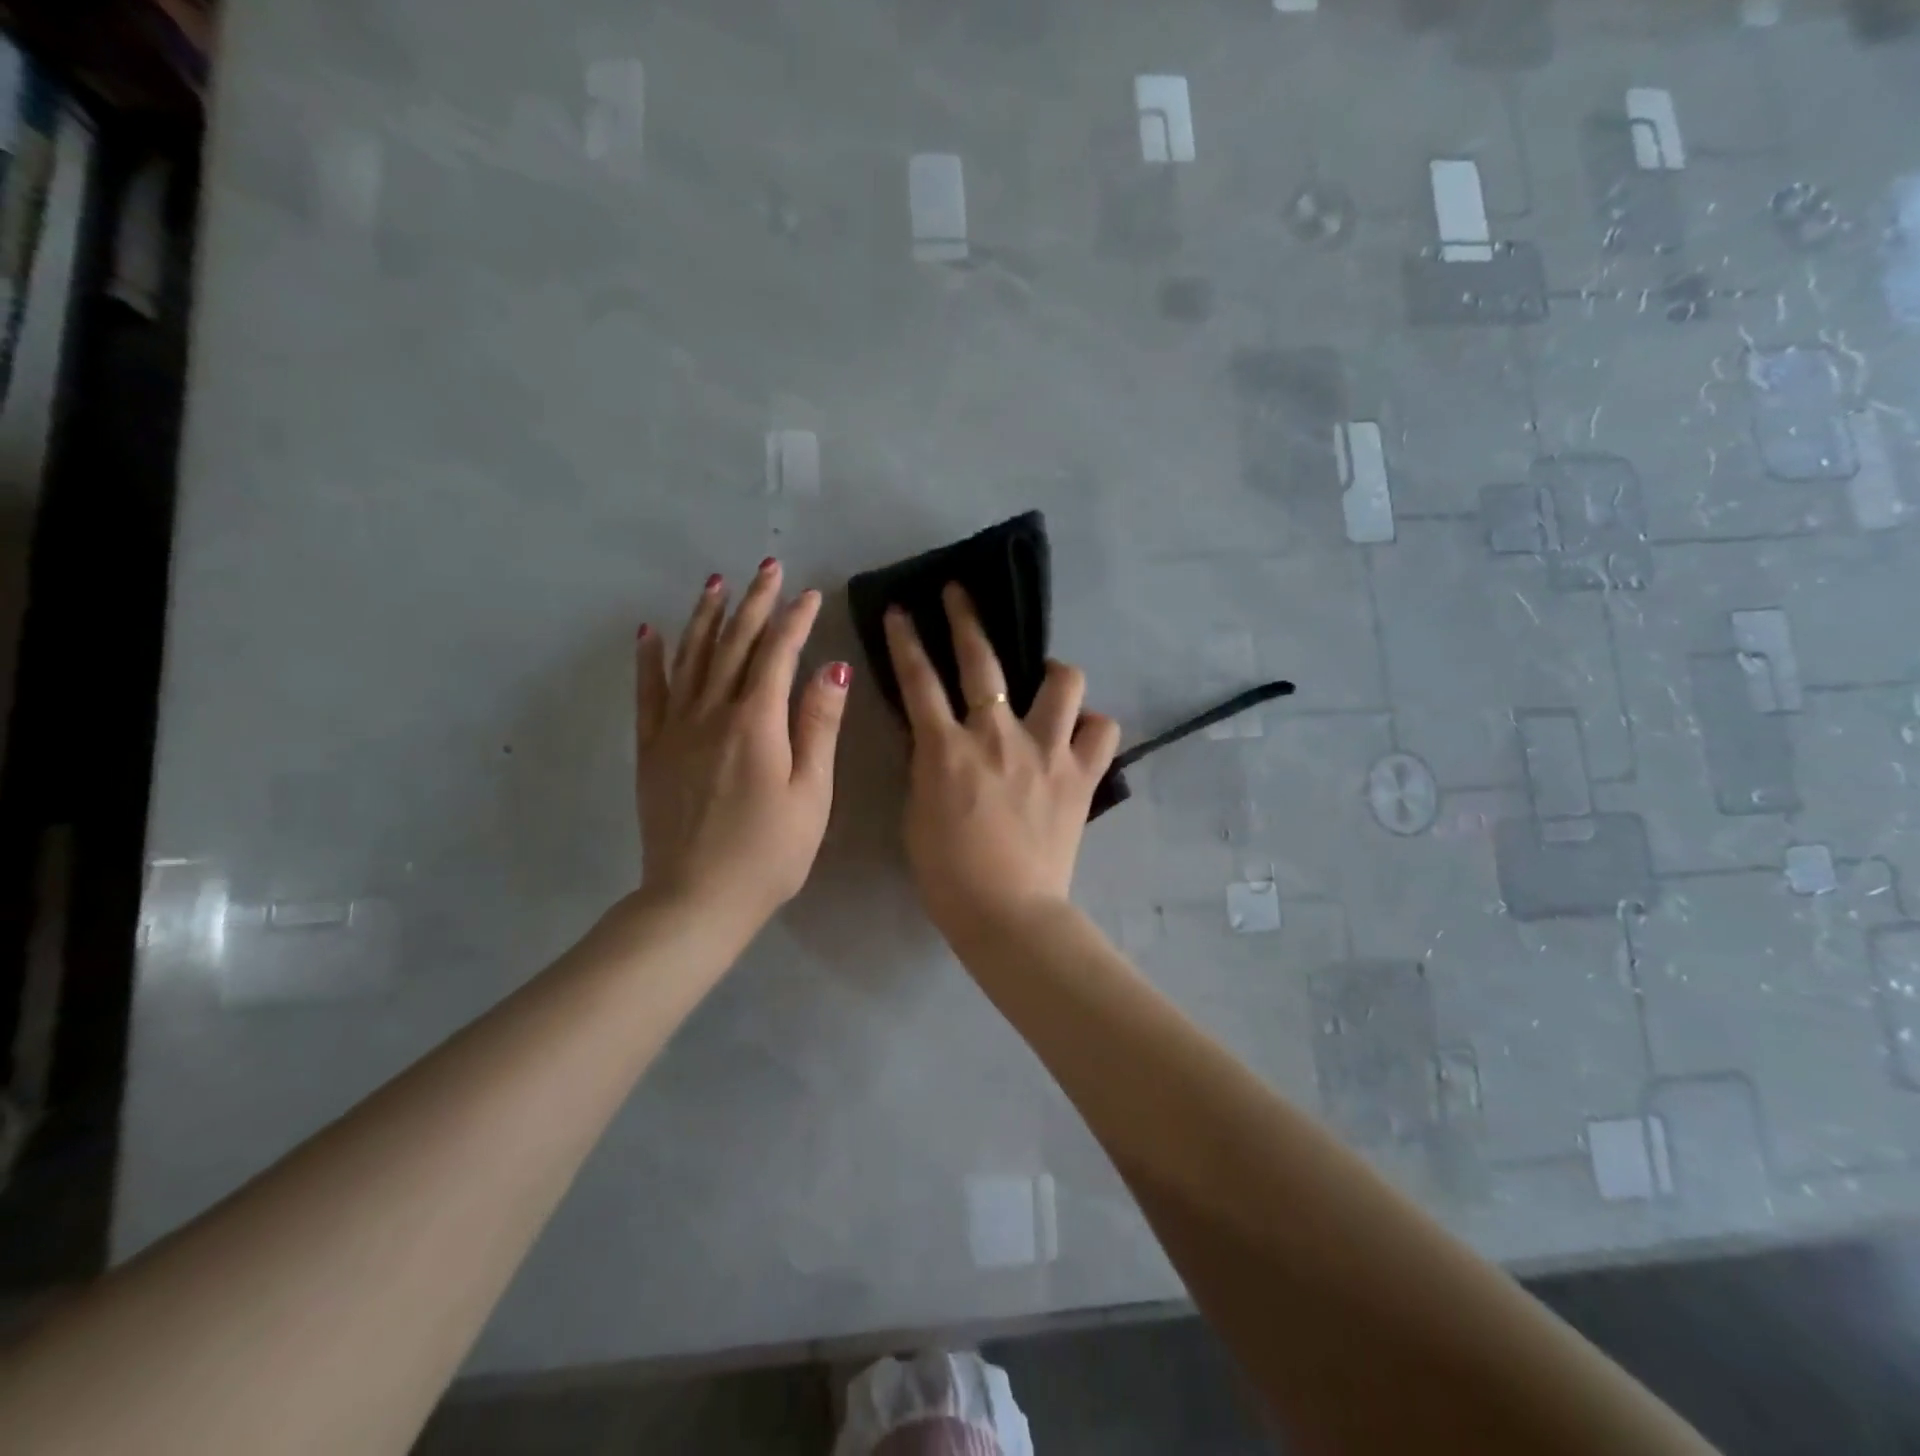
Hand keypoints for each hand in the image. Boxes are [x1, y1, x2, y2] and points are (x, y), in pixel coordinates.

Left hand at [636, 559, 849, 930]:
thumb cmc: (769, 853)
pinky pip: (649, 693)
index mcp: (757, 722)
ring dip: (705, 617)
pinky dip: (650, 659)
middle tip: (767, 567)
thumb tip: (833, 668)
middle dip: (753, 603)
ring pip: (691, 658)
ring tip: (715, 583)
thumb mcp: (811, 793)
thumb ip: (819, 727)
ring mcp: (676, 729)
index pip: (778, 654)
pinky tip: (649, 632)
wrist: (696, 899)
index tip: (810, 594)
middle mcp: (712, 712)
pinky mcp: (652, 750)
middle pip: (733, 644)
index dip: (796, 620)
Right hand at [884, 584, 1120, 940]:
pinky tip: (1080, 735)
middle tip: (961, 593)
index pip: (919, 679)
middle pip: (982, 661)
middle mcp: (998, 736)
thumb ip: (926, 767)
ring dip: (1054, 673)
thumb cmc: (948, 873)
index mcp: (947, 748)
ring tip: (1048, 681)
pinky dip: (1092, 727)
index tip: (902, 611)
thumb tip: (935, 739)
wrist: (1007, 913)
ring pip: (1064, 682)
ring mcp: (1046, 751)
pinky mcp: (1081, 775)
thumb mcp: (917, 813)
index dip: (906, 640)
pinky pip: (1102, 730)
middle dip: (966, 618)